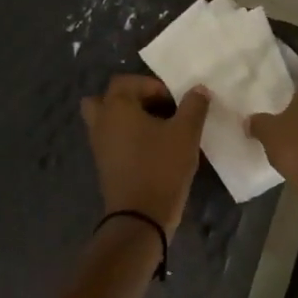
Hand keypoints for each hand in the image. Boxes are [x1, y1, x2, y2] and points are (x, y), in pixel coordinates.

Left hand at [80, 75, 210, 230]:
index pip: (128, 81)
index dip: (153, 86)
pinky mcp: (104, 164)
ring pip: (107, 120)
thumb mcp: (186, 133)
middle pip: (108, 98)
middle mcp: (101, 122)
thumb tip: (198, 89)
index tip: (176, 102)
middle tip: (158, 110)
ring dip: (128, 119)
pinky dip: (126, 138)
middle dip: (132, 99)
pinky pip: (111, 140)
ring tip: (156, 129)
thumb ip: (194, 106)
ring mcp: (99, 145)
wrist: (141, 215)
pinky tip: (152, 149)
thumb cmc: (162, 167)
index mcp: (116, 107)